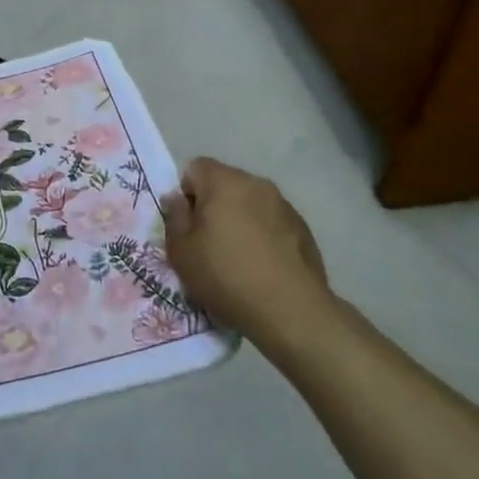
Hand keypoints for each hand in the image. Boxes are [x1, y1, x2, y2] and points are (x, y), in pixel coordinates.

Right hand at [162, 157, 333, 353]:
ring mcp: (284, 205)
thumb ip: (174, 218)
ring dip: (240, 220)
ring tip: (239, 259)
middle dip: (213, 206)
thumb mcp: (182, 252)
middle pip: (224, 183)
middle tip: (209, 244)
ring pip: (250, 203)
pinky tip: (264, 267)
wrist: (291, 311)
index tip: (188, 226)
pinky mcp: (303, 228)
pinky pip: (272, 222)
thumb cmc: (227, 276)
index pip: (195, 167)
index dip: (186, 194)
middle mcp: (256, 183)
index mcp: (224, 181)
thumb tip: (176, 199)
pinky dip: (264, 236)